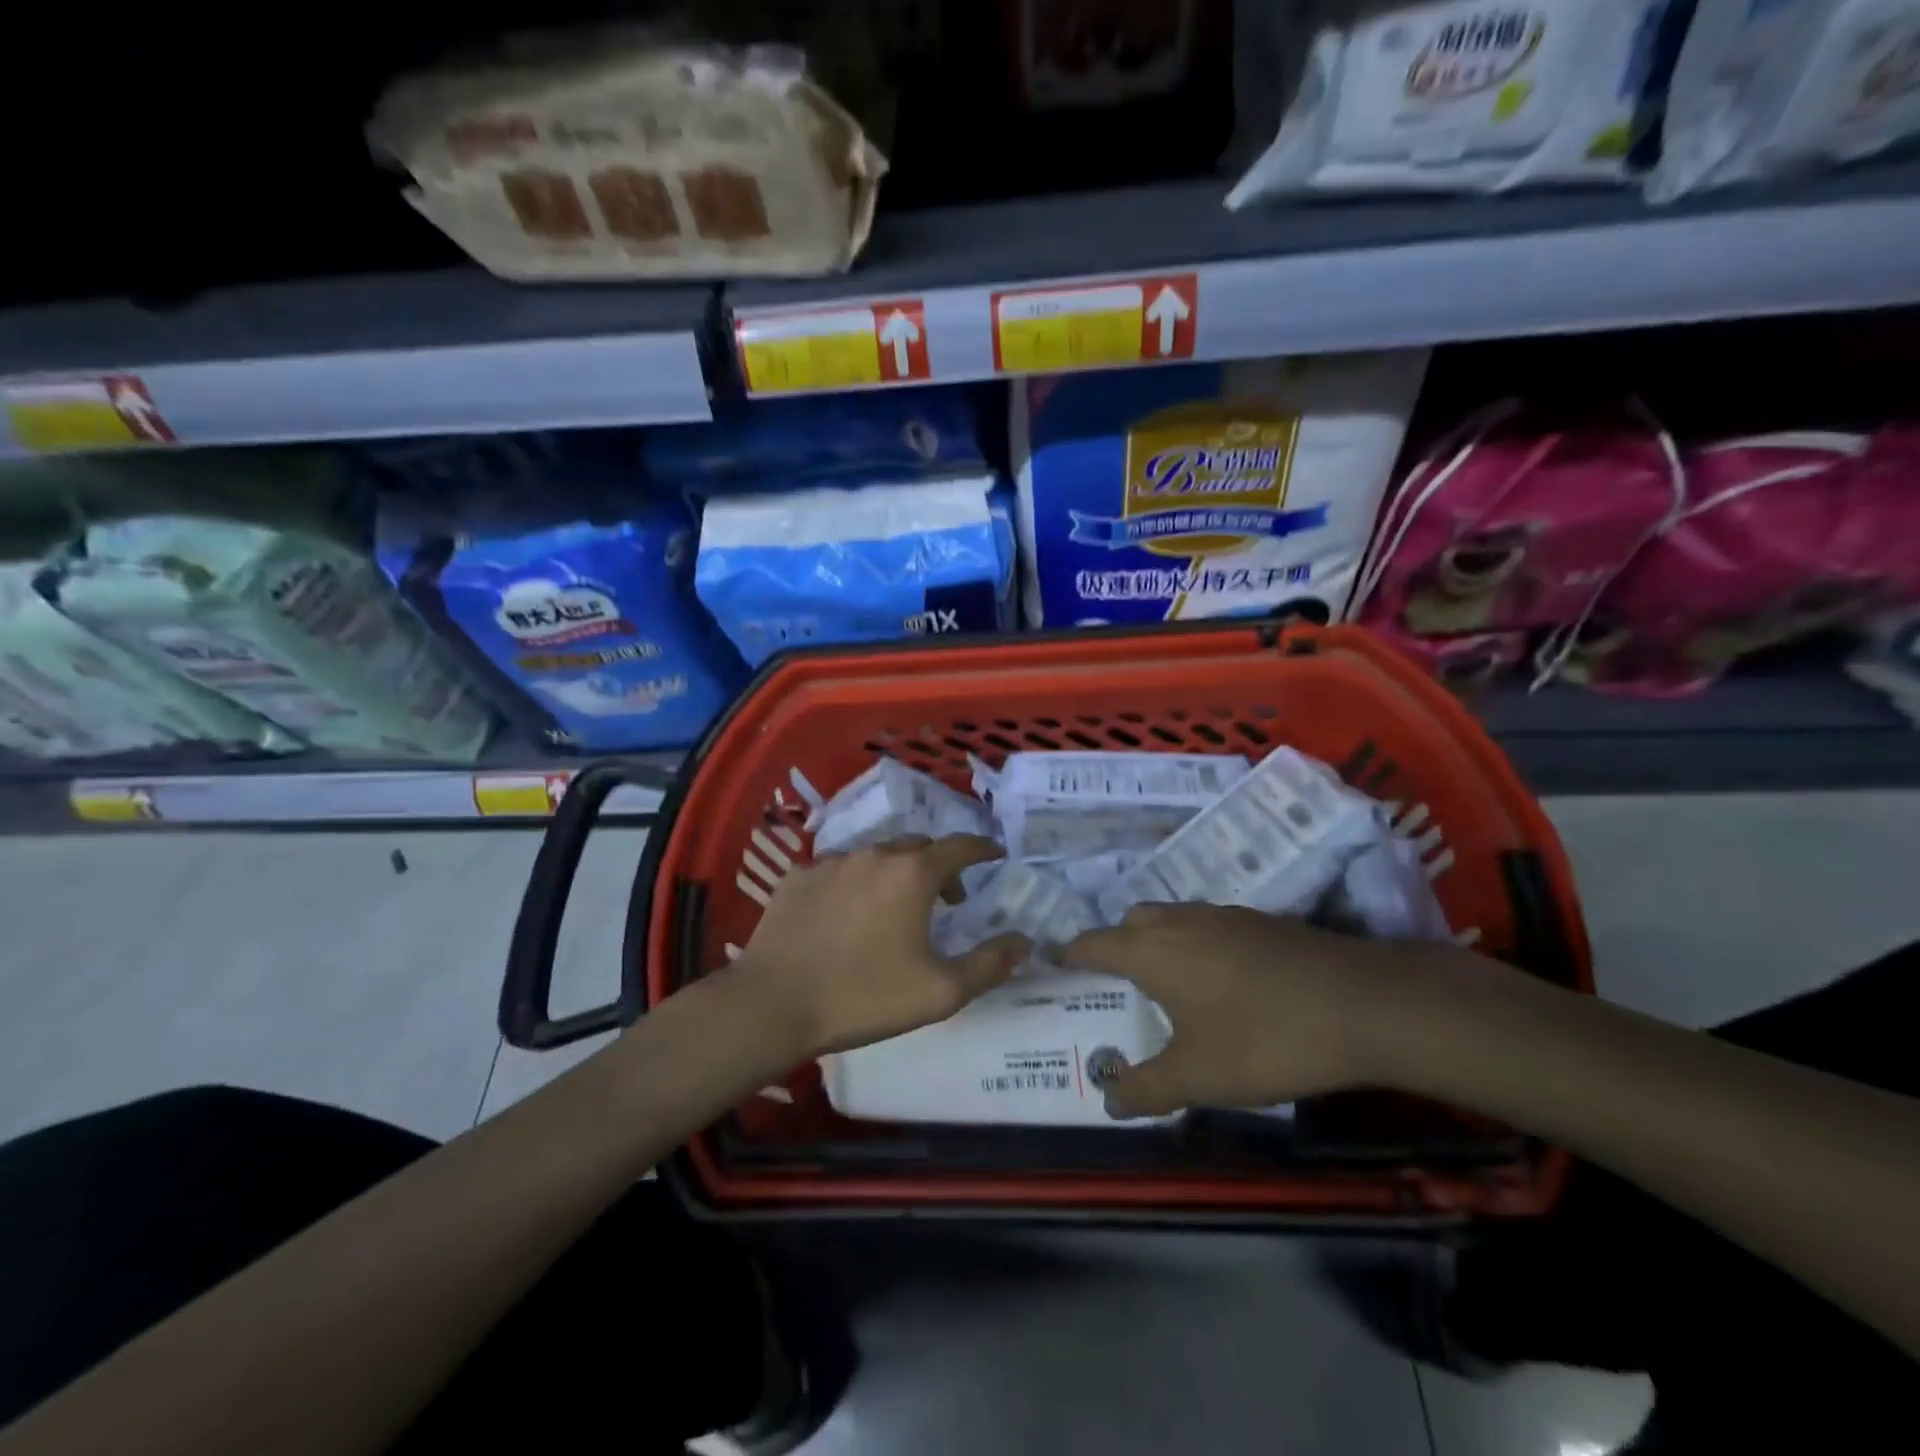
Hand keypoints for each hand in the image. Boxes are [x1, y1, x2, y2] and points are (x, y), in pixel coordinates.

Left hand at [734, 835, 1030, 1060]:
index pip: (959, 847)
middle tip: (947, 898)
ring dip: (894, 873)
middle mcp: (874, 855)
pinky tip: (845, 914)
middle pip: (917, 847)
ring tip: (895, 908)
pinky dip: (853, 884)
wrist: (773, 1004)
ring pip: (875, 856)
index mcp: (912, 874)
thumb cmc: (864, 996)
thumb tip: (1024, 941)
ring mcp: (830, 862)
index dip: (981, 848)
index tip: (994, 853)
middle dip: (939, 865)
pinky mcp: (796, 878)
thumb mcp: (940, 992)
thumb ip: (989, 964)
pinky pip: (836, 871)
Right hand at [1062, 905, 1481, 1117]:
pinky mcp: (1259, 922)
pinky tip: (1219, 980)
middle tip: (1113, 983)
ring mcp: (1223, 916)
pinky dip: (1193, 943)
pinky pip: (1206, 925)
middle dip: (1114, 945)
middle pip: (1131, 922)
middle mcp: (1180, 922)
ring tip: (1165, 983)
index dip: (1070, 954)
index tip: (1054, 963)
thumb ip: (1147, 1087)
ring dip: (1156, 941)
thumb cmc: (1264, 1038)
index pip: (1093, 943)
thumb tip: (1108, 1098)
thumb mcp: (1199, 1076)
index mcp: (1152, 951)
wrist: (1362, 1003)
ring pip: (1171, 918)